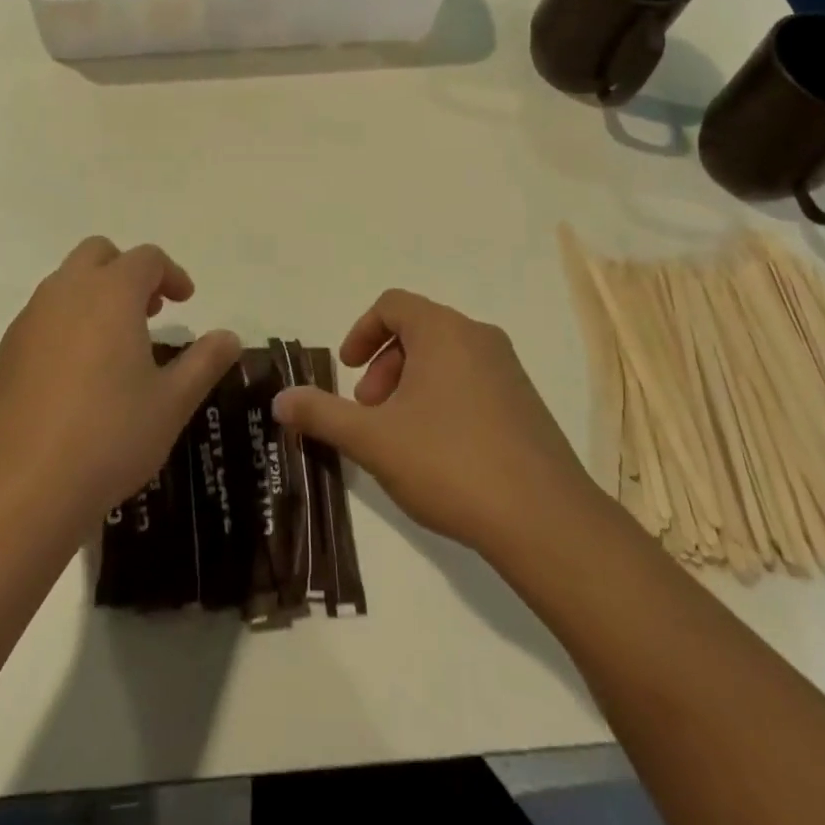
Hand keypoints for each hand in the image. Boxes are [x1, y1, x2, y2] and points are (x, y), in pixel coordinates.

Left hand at [0, 237, 240, 548]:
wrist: (19, 490)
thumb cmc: (109, 437)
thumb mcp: (172, 403)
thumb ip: (205, 362)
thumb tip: (229, 337)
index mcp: (110, 294)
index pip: (146, 259)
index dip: (171, 273)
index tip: (186, 302)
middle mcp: (65, 294)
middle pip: (98, 254)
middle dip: (128, 272)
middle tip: (150, 311)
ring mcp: (29, 321)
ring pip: (66, 284)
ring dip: (96, 296)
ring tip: (118, 346)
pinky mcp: (5, 353)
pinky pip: (43, 318)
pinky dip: (68, 324)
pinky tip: (79, 377)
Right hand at [272, 289, 595, 558]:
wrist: (545, 521)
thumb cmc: (449, 463)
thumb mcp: (373, 440)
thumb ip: (322, 414)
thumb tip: (279, 400)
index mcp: (443, 331)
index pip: (392, 304)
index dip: (360, 332)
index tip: (347, 371)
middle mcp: (479, 338)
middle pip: (418, 330)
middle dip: (383, 365)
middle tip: (369, 411)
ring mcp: (509, 370)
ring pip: (445, 358)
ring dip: (411, 385)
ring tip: (399, 436)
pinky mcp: (527, 404)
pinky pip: (473, 382)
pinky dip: (443, 399)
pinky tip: (439, 453)